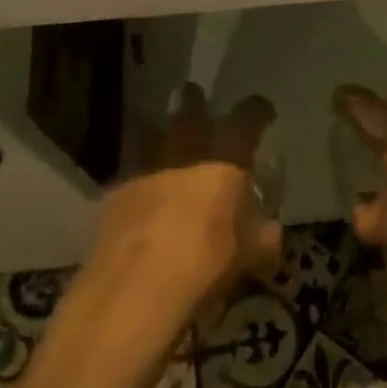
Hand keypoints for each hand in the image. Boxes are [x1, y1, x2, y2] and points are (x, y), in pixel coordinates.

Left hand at [89, 83, 281, 310]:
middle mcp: (185, 153)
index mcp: (225, 161)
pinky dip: (138, 171)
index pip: (246, 120)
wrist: (134, 291)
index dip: (256, 112)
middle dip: (194, 102)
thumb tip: (271, 232)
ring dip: (158, 130)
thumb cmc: (204, 266)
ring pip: (151, 132)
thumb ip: (262, 239)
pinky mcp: (115, 192)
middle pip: (189, 112)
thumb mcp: (247, 258)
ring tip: (161, 133)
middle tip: (195, 97)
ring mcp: (146, 168)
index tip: (262, 112)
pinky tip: (140, 186)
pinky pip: (130, 167)